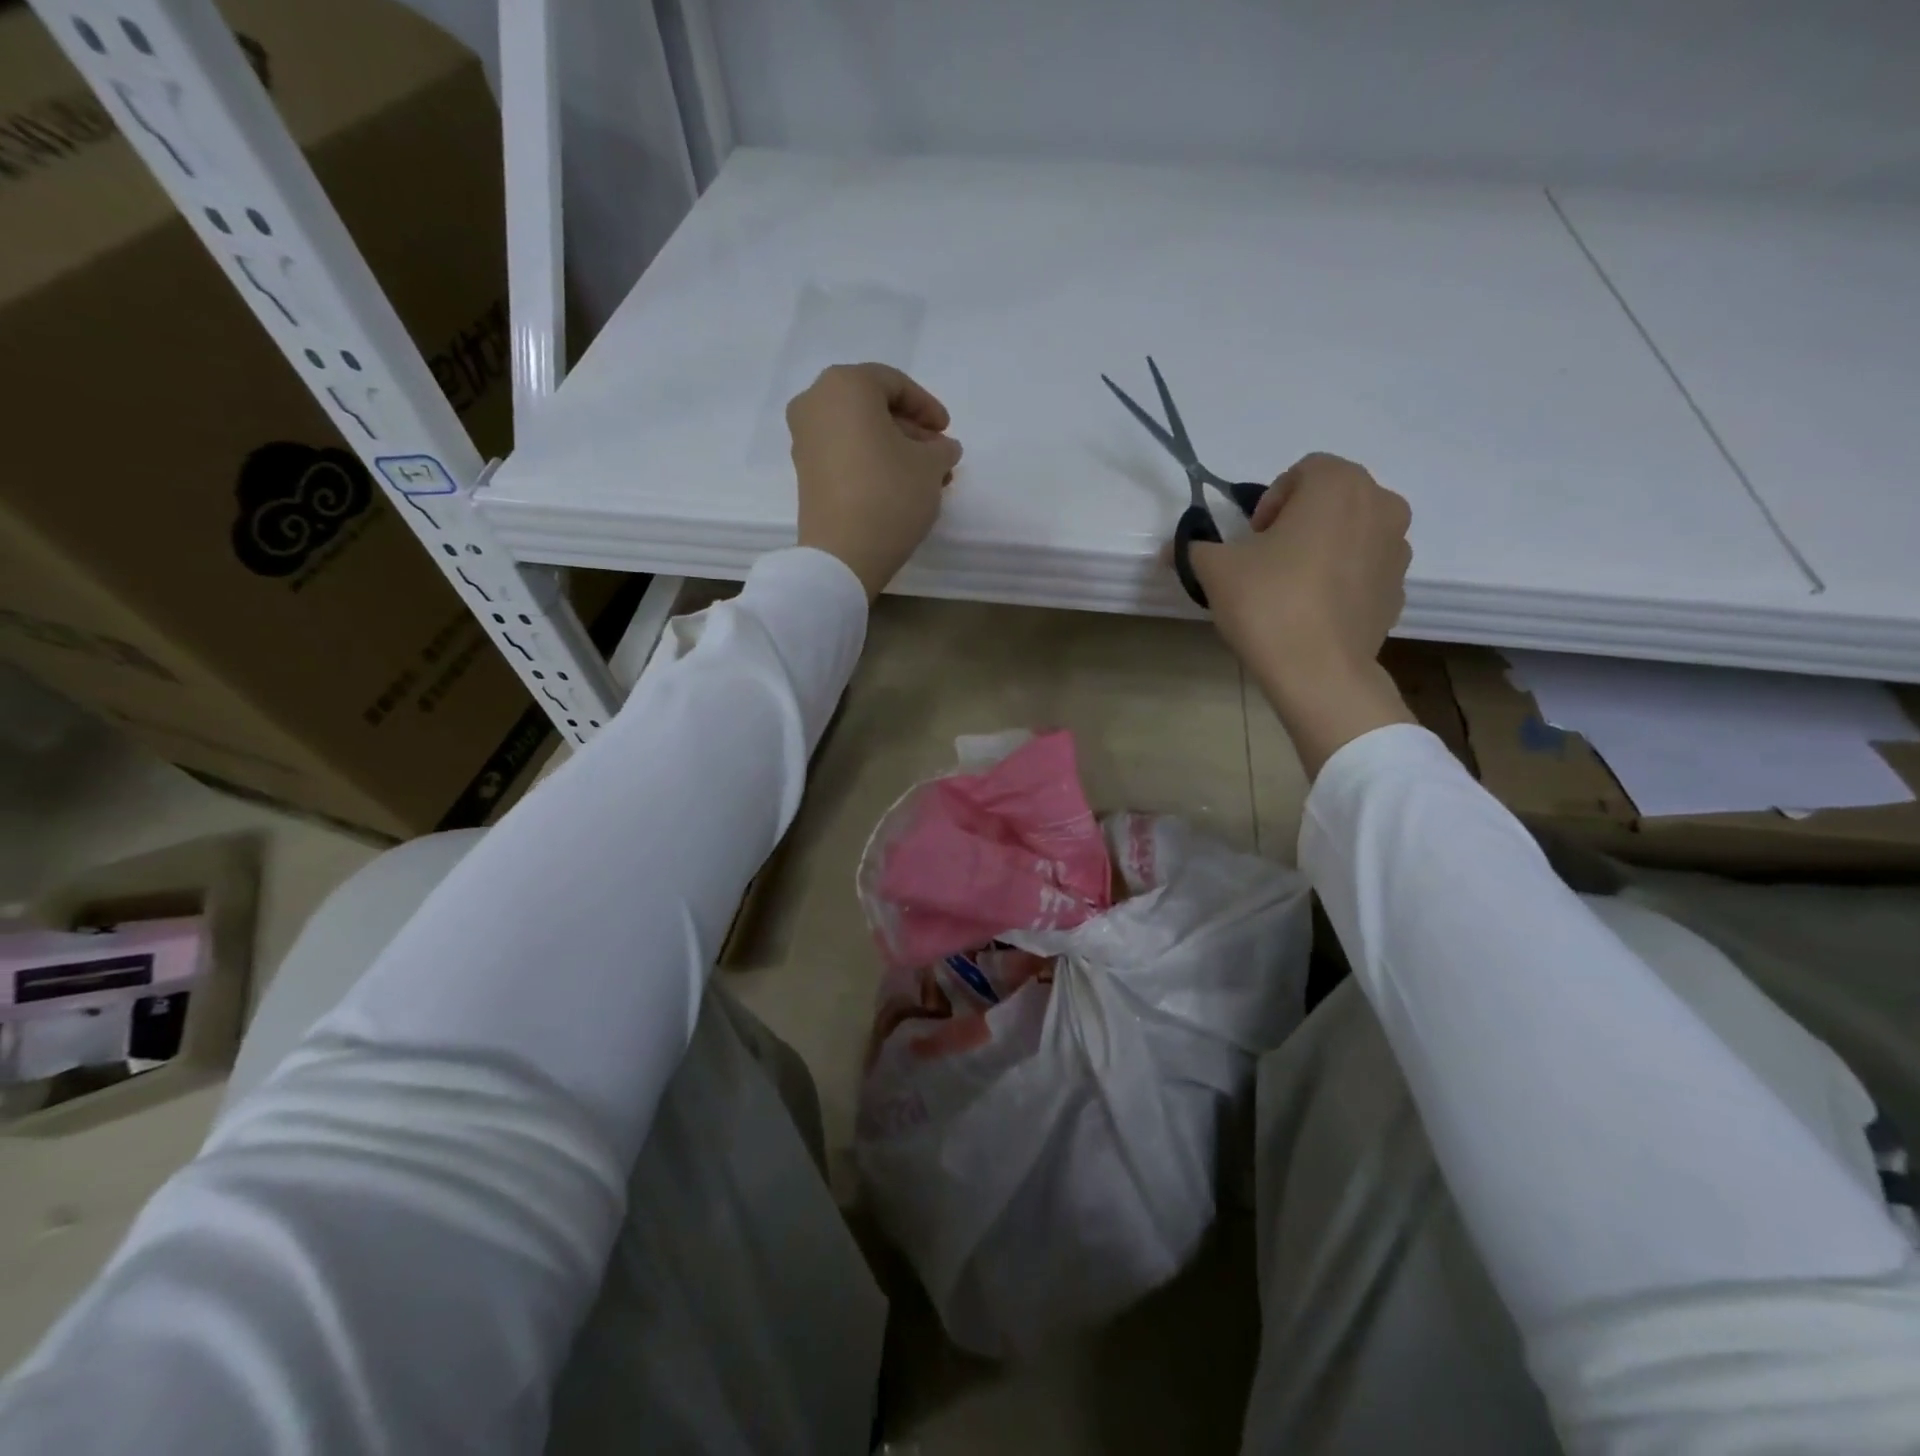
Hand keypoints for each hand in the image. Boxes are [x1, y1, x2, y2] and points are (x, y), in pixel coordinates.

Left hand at [788, 363, 962, 599]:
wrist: (842, 554)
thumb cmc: (889, 494)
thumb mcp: (930, 466)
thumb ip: (941, 448)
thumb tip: (943, 448)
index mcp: (845, 385)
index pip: (894, 383)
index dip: (927, 406)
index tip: (947, 431)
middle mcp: (815, 402)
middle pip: (872, 406)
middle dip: (910, 429)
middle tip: (938, 454)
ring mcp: (804, 439)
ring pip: (858, 431)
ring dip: (894, 448)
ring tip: (925, 477)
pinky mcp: (804, 472)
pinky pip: (844, 453)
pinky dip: (871, 461)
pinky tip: (899, 486)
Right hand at [1187, 452, 1417, 773]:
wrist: (1318, 672)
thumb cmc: (1268, 603)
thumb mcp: (1215, 570)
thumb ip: (1195, 548)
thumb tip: (1174, 548)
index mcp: (1339, 485)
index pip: (1303, 471)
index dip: (1271, 500)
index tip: (1252, 538)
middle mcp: (1381, 505)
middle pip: (1332, 499)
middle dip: (1299, 521)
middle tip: (1267, 559)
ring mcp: (1397, 549)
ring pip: (1352, 533)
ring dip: (1323, 548)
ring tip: (1291, 588)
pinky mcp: (1399, 590)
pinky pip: (1364, 570)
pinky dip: (1341, 580)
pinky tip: (1312, 612)